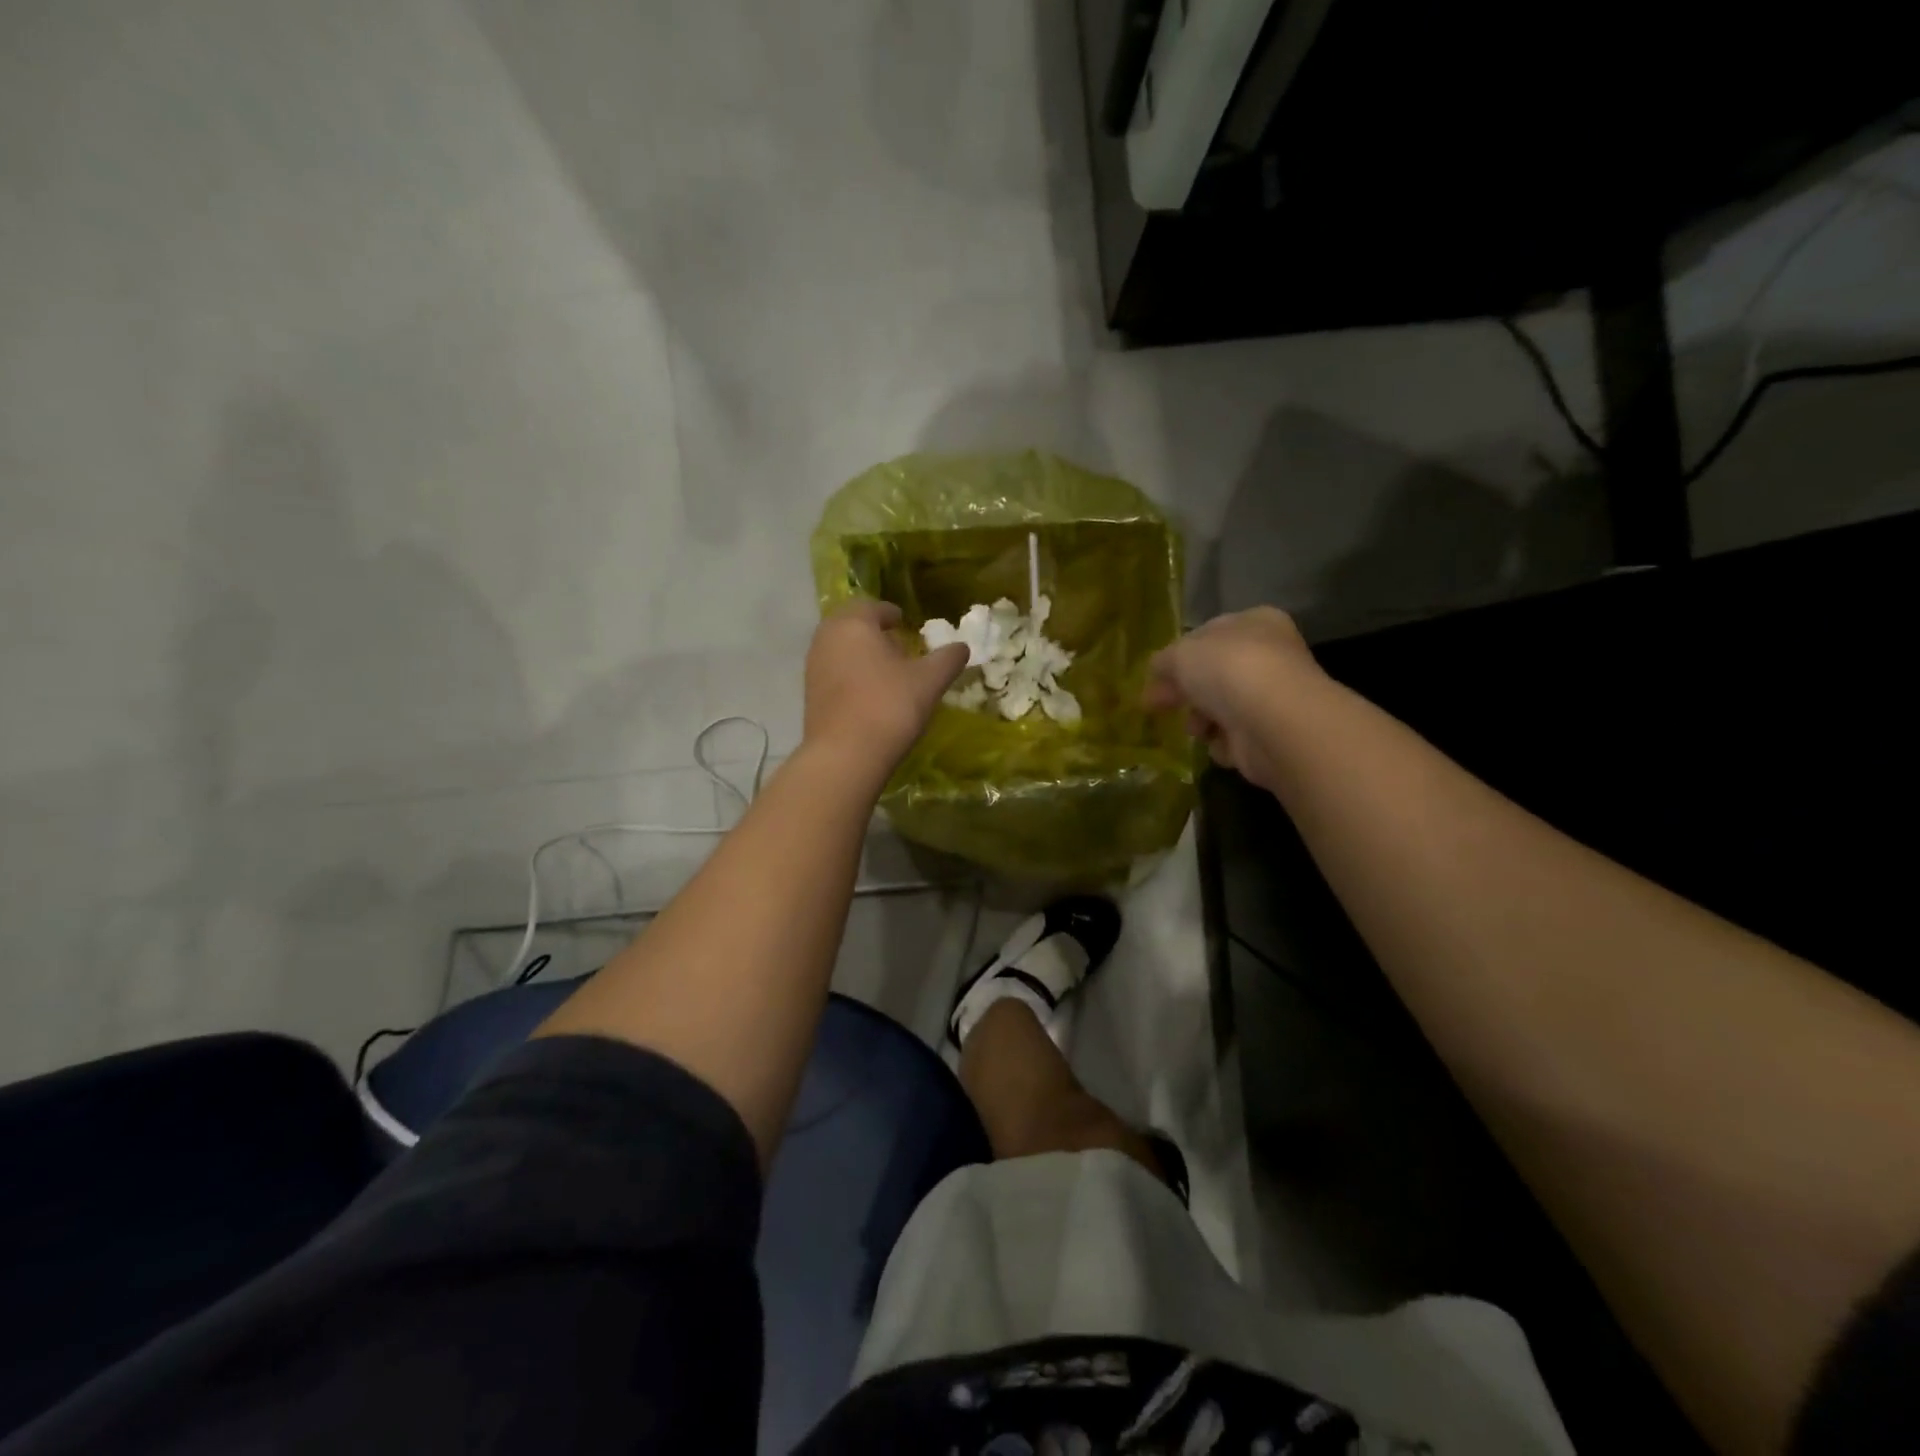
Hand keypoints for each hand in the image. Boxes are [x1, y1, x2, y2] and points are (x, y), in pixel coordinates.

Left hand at [804, 601, 968, 776]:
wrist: (845, 756)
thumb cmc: (889, 706)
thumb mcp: (929, 681)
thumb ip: (948, 659)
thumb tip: (962, 647)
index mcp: (854, 623)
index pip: (872, 606)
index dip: (891, 613)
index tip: (906, 624)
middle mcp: (827, 638)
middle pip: (851, 625)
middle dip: (873, 632)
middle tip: (897, 646)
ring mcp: (813, 667)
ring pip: (840, 649)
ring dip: (861, 653)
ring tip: (886, 672)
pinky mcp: (810, 694)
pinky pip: (833, 672)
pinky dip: (850, 674)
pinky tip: (869, 695)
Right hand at [1143, 608, 1321, 791]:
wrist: (1272, 721)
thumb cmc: (1228, 670)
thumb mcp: (1181, 654)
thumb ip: (1164, 660)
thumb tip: (1157, 670)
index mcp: (1255, 623)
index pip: (1210, 635)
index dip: (1179, 655)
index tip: (1154, 676)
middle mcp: (1269, 656)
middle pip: (1214, 674)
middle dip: (1185, 691)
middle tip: (1155, 705)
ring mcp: (1272, 697)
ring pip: (1222, 708)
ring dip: (1200, 720)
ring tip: (1194, 728)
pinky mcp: (1271, 735)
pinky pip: (1234, 738)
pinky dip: (1221, 743)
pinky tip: (1219, 742)